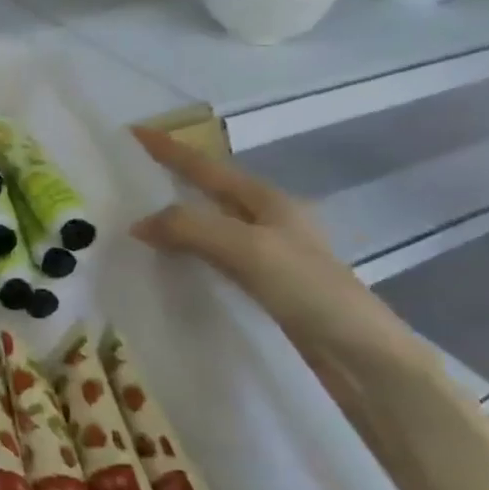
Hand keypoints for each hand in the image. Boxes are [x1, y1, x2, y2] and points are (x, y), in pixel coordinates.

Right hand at [129, 129, 436, 413]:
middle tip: (126, 176)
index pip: (206, 166)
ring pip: (208, 224)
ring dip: (174, 217)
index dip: (169, 148)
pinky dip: (185, 250)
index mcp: (266, 200)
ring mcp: (266, 253)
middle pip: (208, 190)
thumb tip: (137, 223)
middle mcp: (266, 219)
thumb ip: (191, 228)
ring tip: (134, 217)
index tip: (130, 132)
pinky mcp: (263, 285)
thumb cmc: (310, 290)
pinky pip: (211, 255)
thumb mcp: (248, 249)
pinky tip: (167, 262)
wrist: (363, 357)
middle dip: (170, 178)